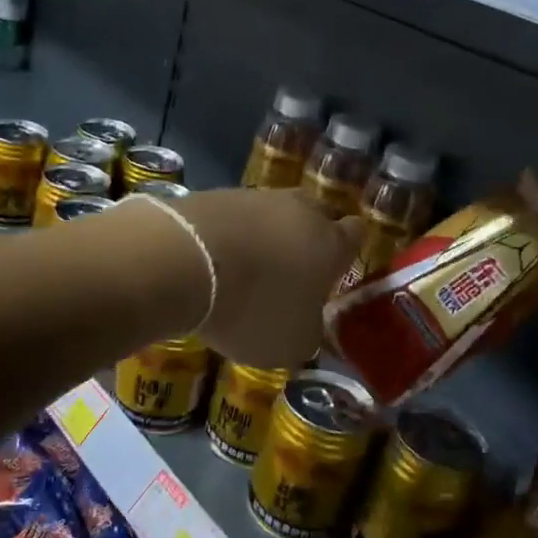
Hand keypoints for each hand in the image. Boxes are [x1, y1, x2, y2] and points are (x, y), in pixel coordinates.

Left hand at [172, 188, 361, 368]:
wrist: (182, 260)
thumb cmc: (253, 308)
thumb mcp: (291, 343)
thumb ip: (308, 332)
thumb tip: (307, 325)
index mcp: (330, 243)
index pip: (355, 234)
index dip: (347, 253)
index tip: (333, 274)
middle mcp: (299, 210)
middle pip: (316, 215)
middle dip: (309, 238)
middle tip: (294, 270)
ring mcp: (255, 197)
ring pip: (273, 213)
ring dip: (267, 235)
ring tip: (248, 268)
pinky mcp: (213, 194)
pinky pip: (234, 216)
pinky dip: (230, 234)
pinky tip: (215, 259)